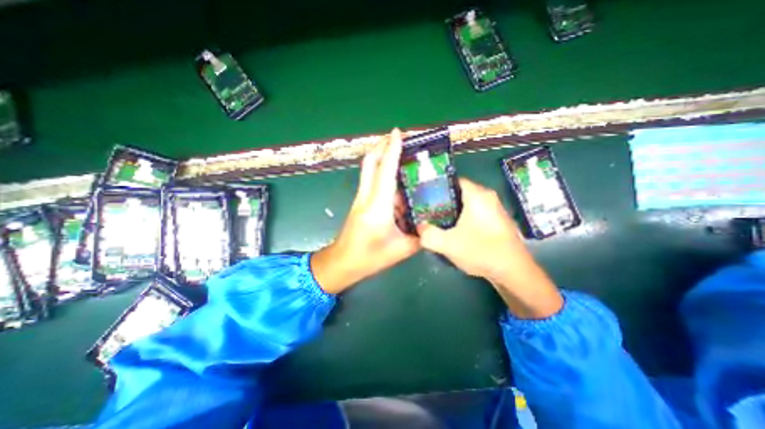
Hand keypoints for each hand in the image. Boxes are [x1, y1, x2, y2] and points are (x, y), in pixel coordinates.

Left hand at [311, 129, 417, 292]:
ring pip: (369, 170)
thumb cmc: (369, 258)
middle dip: (382, 145)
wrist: (342, 263)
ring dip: (382, 157)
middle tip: (398, 137)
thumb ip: (419, 236)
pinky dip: (382, 173)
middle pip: (370, 163)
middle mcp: (366, 197)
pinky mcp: (360, 203)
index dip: (392, 150)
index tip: (398, 132)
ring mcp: (360, 199)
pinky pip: (371, 181)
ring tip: (401, 155)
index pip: (385, 171)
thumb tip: (430, 224)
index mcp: (378, 207)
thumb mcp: (401, 249)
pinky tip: (397, 180)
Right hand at [417, 178, 563, 317]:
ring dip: (452, 212)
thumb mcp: (448, 244)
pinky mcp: (496, 220)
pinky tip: (455, 231)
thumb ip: (427, 234)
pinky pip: (474, 213)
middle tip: (427, 212)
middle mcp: (488, 197)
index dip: (436, 188)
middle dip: (442, 202)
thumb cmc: (482, 252)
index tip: (423, 198)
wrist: (514, 272)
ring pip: (466, 204)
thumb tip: (419, 227)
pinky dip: (462, 218)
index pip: (453, 181)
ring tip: (437, 222)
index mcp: (478, 195)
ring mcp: (494, 209)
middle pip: (458, 192)